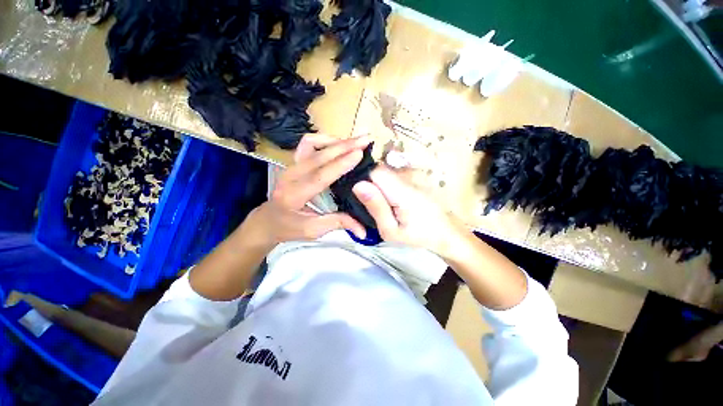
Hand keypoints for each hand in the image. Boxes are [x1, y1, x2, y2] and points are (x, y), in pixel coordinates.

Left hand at [242, 134, 368, 248]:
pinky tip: (337, 143)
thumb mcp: (313, 230)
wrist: (268, 219)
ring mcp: (291, 165)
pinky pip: (308, 143)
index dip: (340, 164)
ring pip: (313, 144)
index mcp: (294, 195)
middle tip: (366, 140)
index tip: (360, 153)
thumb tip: (364, 230)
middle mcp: (291, 175)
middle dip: (345, 146)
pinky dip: (323, 139)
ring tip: (355, 142)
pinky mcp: (293, 162)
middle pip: (319, 156)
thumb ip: (338, 224)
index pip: (320, 176)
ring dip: (336, 141)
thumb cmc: (289, 227)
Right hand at [352, 166, 462, 256]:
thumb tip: (358, 185)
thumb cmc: (417, 235)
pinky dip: (390, 186)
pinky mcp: (414, 175)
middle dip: (373, 187)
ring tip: (389, 206)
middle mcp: (408, 176)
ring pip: (385, 173)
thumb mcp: (391, 230)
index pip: (374, 172)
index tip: (367, 201)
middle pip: (379, 171)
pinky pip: (393, 175)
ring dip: (382, 187)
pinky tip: (397, 200)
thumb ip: (376, 207)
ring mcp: (413, 173)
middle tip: (379, 207)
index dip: (365, 184)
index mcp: (402, 191)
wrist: (445, 230)